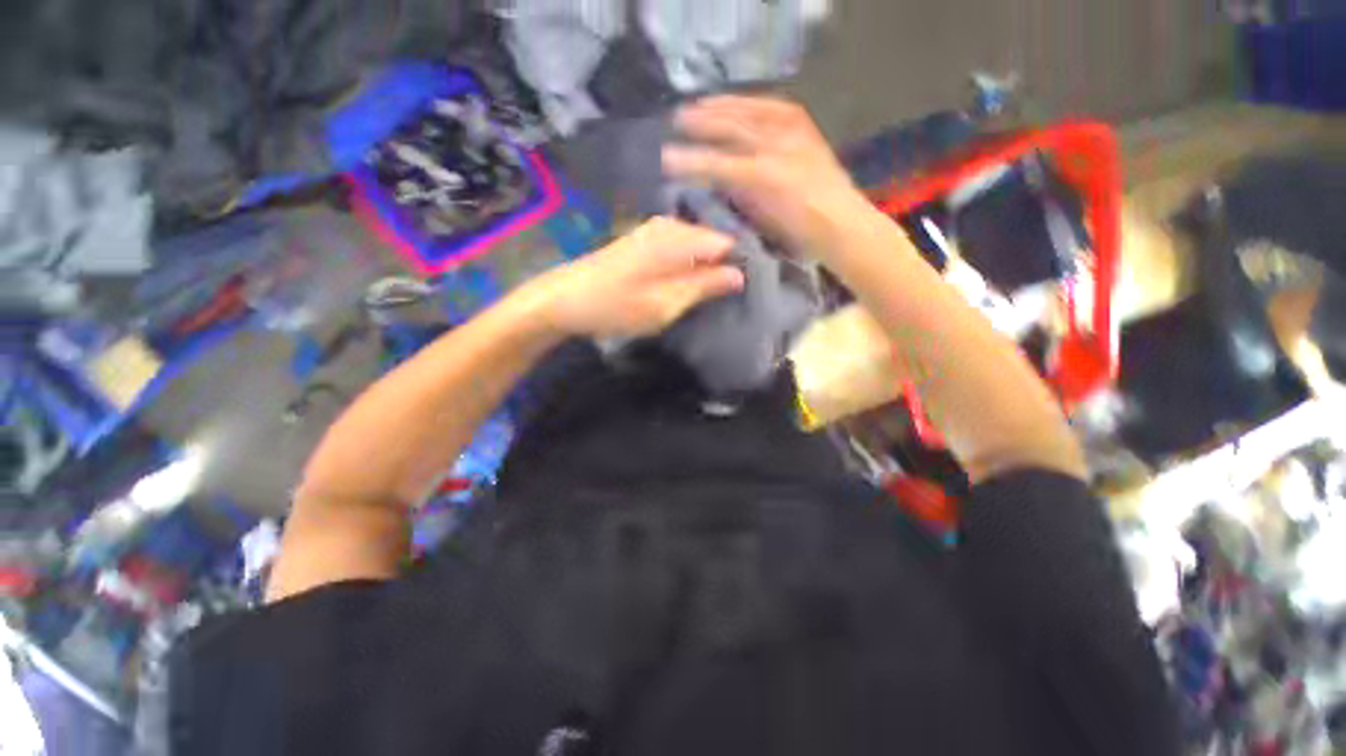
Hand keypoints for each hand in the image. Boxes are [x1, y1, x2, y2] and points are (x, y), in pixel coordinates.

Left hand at [532, 216, 745, 338]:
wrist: (564, 300)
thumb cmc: (616, 306)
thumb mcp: (665, 303)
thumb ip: (704, 286)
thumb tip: (741, 274)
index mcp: (679, 238)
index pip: (728, 242)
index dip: (742, 263)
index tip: (752, 287)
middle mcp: (670, 226)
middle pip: (712, 241)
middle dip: (724, 266)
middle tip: (733, 296)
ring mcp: (655, 231)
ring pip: (696, 246)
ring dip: (706, 268)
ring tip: (715, 294)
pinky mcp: (644, 242)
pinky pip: (680, 249)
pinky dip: (689, 266)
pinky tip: (689, 284)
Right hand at [663, 96, 872, 257]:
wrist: (842, 225)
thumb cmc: (799, 234)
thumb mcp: (761, 222)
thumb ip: (738, 199)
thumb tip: (715, 182)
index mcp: (762, 176)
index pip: (717, 164)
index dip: (691, 162)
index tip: (666, 160)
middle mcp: (775, 146)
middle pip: (730, 129)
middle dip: (701, 123)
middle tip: (677, 119)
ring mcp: (791, 133)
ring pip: (749, 112)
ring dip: (722, 106)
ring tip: (700, 105)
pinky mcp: (804, 127)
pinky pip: (772, 107)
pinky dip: (751, 103)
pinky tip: (739, 104)